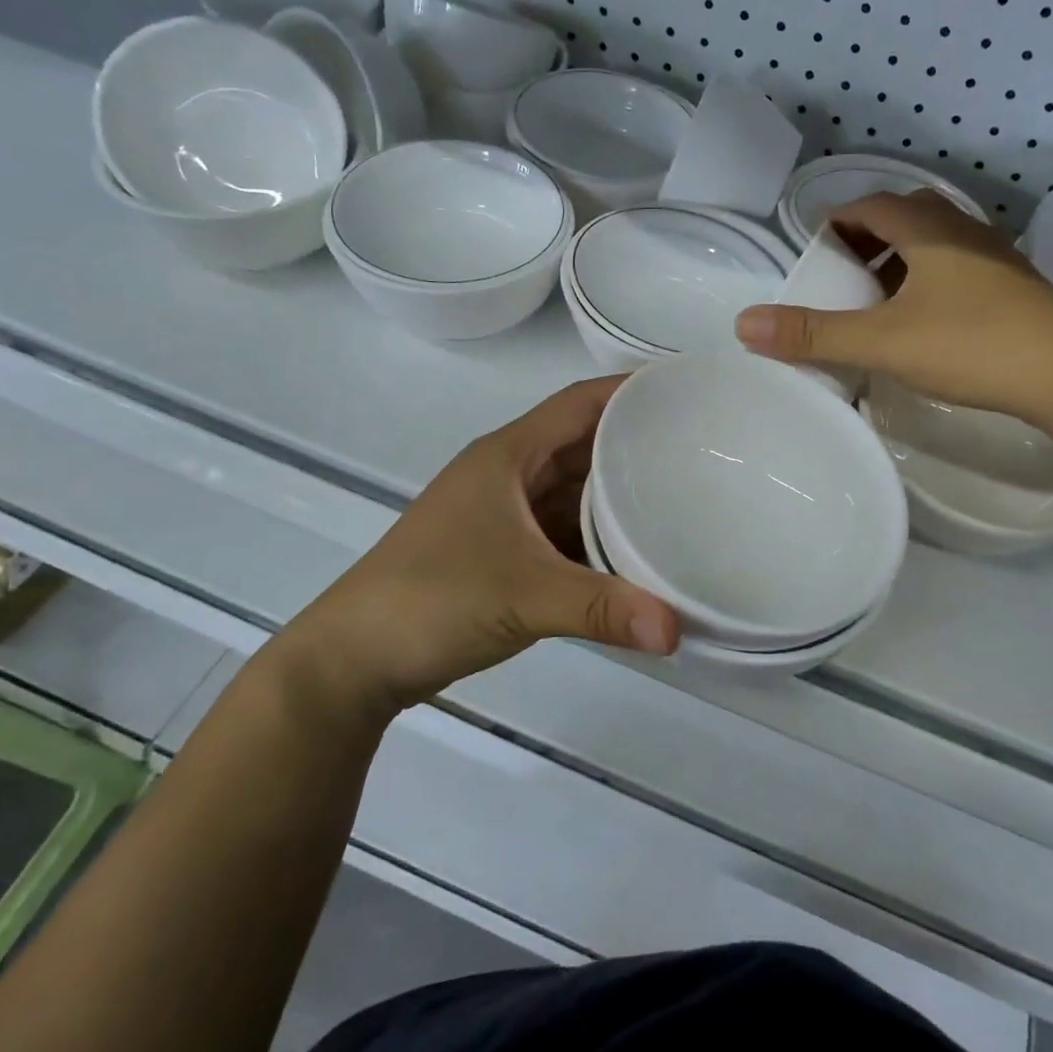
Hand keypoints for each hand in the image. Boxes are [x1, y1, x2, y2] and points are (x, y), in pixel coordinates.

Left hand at [276, 377, 677, 723]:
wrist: (353, 660)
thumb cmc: (433, 599)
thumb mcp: (525, 596)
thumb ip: (604, 608)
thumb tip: (677, 631)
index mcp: (508, 456)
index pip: (580, 403)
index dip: (630, 391)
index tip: (686, 394)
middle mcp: (508, 475)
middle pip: (582, 445)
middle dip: (635, 446)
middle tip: (699, 453)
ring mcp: (503, 515)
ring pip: (573, 492)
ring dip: (617, 497)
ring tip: (679, 500)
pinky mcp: (503, 552)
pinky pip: (563, 531)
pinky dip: (597, 539)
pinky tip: (634, 555)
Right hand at [734, 190, 1052, 420]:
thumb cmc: (971, 345)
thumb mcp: (882, 342)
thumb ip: (814, 334)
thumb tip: (743, 325)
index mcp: (928, 228)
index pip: (869, 205)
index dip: (836, 221)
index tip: (814, 249)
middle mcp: (963, 230)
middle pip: (904, 216)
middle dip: (866, 239)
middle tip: (841, 274)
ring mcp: (995, 257)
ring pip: (934, 242)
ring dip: (899, 260)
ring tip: (877, 299)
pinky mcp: (1014, 286)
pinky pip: (958, 267)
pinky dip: (928, 280)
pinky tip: (925, 320)